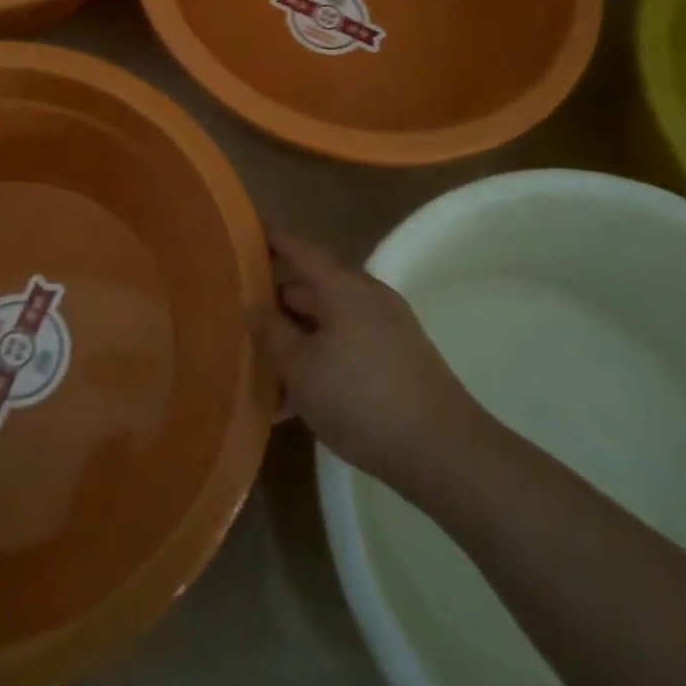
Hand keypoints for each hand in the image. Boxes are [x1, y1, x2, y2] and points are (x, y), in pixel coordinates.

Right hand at [255, 231, 484, 491]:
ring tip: (264, 372)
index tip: (248, 232)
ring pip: (329, 325)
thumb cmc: (361, 398)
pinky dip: (322, 362)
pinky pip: (348, 348)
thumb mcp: (301, 368)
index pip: (301, 250)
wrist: (443, 452)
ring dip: (297, 343)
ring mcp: (387, 329)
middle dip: (278, 306)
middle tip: (242, 319)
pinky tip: (298, 401)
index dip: (274, 240)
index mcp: (343, 287)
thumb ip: (271, 332)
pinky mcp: (399, 360)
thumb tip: (254, 305)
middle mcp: (367, 298)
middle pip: (313, 289)